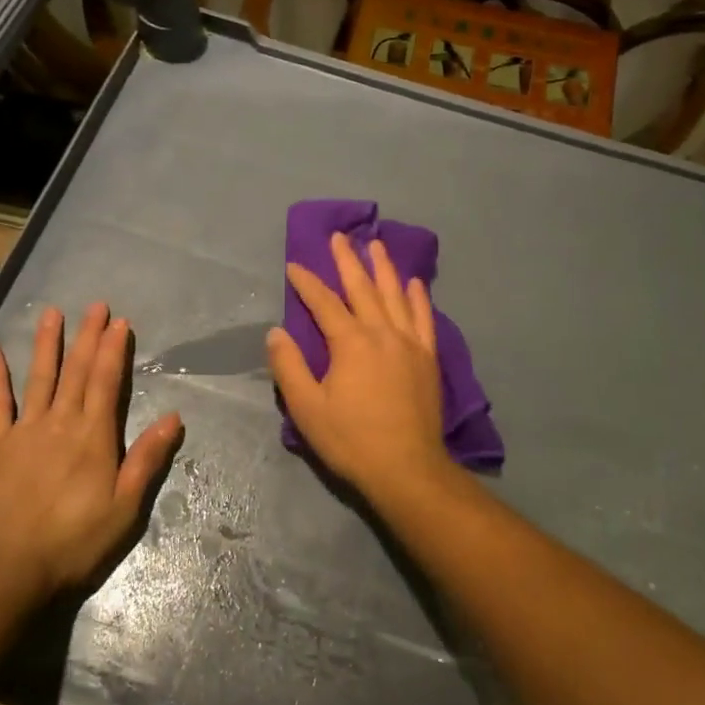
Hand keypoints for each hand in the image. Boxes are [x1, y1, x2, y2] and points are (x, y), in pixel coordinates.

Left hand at [0, 302, 181, 607]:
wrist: (4, 569)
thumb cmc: (73, 541)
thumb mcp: (124, 507)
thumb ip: (147, 459)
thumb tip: (174, 417)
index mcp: (94, 437)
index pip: (107, 382)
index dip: (114, 350)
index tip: (119, 322)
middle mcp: (61, 423)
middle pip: (77, 372)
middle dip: (88, 337)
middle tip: (95, 305)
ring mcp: (25, 431)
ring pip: (40, 378)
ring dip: (48, 344)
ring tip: (52, 313)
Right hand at [267, 232, 451, 504]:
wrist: (406, 467)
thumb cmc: (351, 440)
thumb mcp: (307, 408)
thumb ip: (289, 367)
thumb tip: (276, 332)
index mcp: (350, 343)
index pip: (323, 303)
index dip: (307, 282)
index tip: (294, 264)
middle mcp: (382, 333)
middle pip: (362, 288)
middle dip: (347, 261)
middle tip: (339, 237)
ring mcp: (409, 343)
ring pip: (395, 295)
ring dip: (384, 268)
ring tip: (377, 245)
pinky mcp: (428, 358)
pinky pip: (424, 318)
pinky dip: (419, 297)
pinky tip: (415, 283)